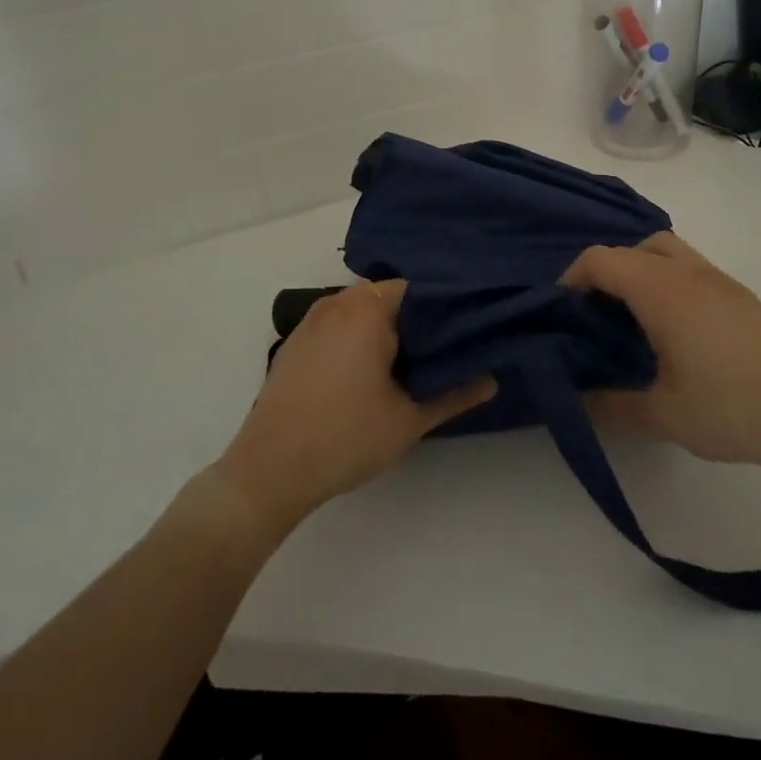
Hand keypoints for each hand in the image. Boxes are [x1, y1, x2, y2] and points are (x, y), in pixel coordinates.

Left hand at [214, 281, 493, 533]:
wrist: (269, 470)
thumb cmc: (345, 438)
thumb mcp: (409, 421)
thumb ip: (454, 395)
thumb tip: (491, 380)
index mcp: (367, 310)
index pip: (418, 289)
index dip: (445, 306)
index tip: (467, 328)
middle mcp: (337, 303)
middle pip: (389, 296)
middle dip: (416, 319)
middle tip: (444, 348)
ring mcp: (311, 322)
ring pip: (361, 310)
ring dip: (385, 328)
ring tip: (412, 359)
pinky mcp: (295, 343)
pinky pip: (338, 325)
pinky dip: (358, 336)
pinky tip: (370, 370)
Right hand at [562, 233, 760, 476]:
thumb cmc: (730, 411)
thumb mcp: (662, 415)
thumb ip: (610, 405)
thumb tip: (575, 402)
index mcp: (663, 291)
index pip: (602, 259)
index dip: (572, 277)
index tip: (563, 312)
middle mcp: (689, 273)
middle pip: (632, 247)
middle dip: (604, 271)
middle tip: (595, 315)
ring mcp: (719, 280)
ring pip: (665, 249)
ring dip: (638, 269)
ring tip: (631, 317)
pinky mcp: (740, 295)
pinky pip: (688, 266)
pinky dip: (665, 278)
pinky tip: (671, 326)